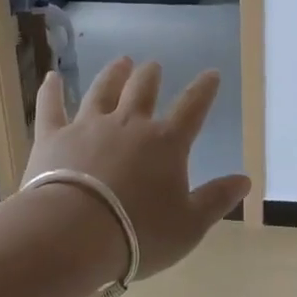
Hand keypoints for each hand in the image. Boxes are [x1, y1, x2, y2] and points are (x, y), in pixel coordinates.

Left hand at [25, 57, 250, 281]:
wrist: (73, 234)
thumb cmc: (138, 234)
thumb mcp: (190, 225)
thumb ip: (217, 199)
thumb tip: (245, 179)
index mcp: (166, 144)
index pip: (192, 109)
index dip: (204, 90)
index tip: (211, 74)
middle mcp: (129, 125)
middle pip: (143, 91)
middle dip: (151, 75)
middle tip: (153, 65)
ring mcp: (88, 127)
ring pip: (103, 91)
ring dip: (113, 74)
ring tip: (120, 61)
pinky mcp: (52, 137)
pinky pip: (51, 107)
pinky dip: (51, 91)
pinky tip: (51, 77)